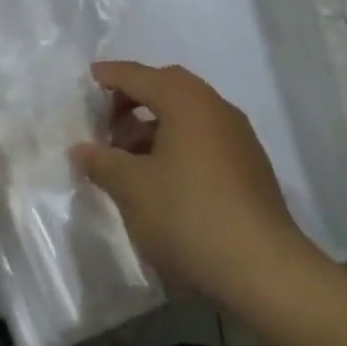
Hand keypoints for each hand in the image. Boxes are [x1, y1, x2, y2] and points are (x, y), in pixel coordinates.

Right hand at [72, 61, 327, 304]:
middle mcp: (216, 108)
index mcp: (186, 101)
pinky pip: (204, 136)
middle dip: (134, 98)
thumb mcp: (132, 188)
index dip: (111, 76)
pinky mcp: (249, 165)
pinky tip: (162, 176)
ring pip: (188, 114)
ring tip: (129, 157)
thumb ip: (102, 162)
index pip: (140, 76)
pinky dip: (177, 142)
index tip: (89, 78)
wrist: (263, 269)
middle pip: (168, 87)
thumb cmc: (188, 215)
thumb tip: (82, 149)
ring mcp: (238, 137)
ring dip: (155, 124)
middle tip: (107, 122)